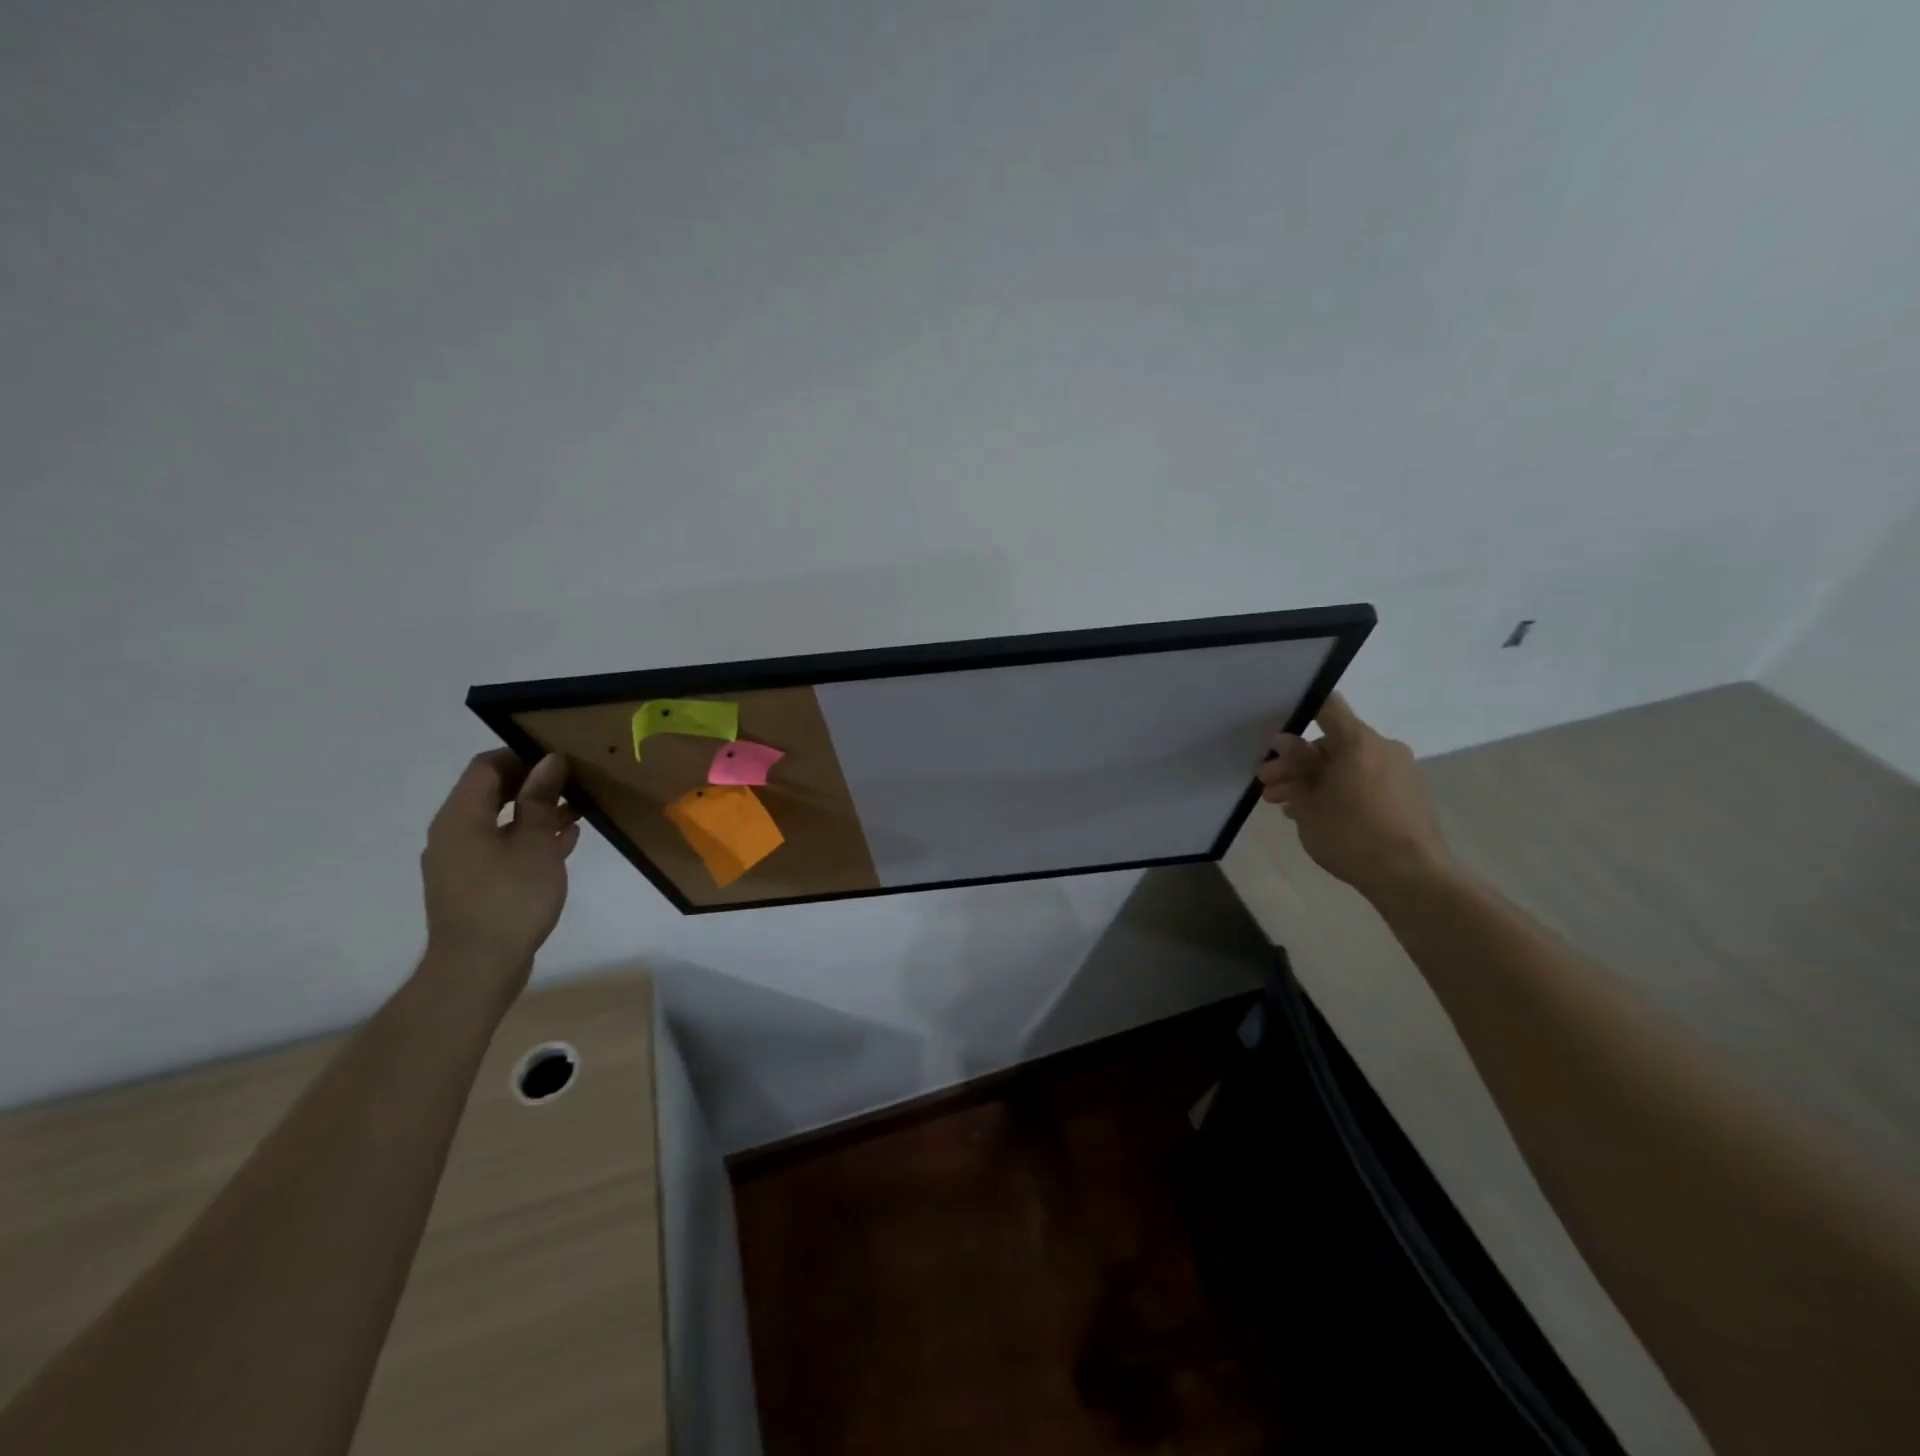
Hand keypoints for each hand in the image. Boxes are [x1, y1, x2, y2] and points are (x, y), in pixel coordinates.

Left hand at [420, 750, 580, 997]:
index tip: (561, 758)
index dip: (522, 755)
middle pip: (491, 793)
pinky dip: (529, 839)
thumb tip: (549, 760)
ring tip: (579, 810)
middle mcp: (453, 834)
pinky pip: (502, 848)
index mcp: (460, 817)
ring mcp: (461, 862)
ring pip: (500, 822)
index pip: (486, 767)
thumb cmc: (509, 898)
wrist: (478, 968)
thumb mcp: (534, 843)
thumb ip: (540, 799)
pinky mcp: (474, 886)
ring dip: (536, 812)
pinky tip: (564, 842)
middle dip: (533, 784)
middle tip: (575, 782)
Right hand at [1256, 693, 1452, 901]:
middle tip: (1268, 785)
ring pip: (1347, 765)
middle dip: (1297, 763)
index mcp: (1358, 741)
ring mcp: (1401, 772)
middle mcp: (1384, 748)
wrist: (1411, 877)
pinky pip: (1366, 782)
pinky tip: (1317, 816)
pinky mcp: (1409, 796)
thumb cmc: (1350, 834)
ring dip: (1315, 780)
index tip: (1275, 738)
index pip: (1326, 706)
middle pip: (1332, 742)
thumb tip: (1286, 742)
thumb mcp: (1308, 802)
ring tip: (1285, 807)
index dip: (1298, 713)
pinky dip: (1340, 791)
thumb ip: (1295, 766)